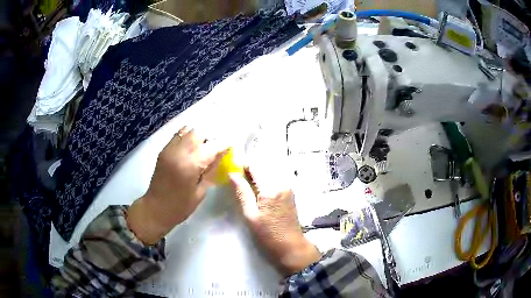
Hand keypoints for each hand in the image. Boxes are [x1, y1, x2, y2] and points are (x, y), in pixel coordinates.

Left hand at [128, 127, 226, 244]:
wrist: (155, 208)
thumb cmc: (180, 206)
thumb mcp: (200, 192)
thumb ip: (211, 170)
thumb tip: (221, 155)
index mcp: (189, 165)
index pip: (212, 146)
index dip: (224, 144)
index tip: (231, 145)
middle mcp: (178, 152)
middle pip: (199, 133)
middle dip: (210, 138)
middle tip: (216, 148)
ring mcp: (169, 149)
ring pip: (188, 130)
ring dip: (199, 136)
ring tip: (203, 147)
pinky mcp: (163, 150)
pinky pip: (178, 135)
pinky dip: (188, 137)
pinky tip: (192, 147)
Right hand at [230, 168, 320, 275]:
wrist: (291, 245)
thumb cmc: (268, 234)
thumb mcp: (250, 215)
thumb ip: (242, 192)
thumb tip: (232, 174)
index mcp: (271, 188)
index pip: (256, 166)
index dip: (244, 166)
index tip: (234, 170)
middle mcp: (282, 183)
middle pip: (264, 167)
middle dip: (251, 170)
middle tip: (239, 180)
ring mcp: (288, 187)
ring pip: (270, 172)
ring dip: (258, 175)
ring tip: (248, 186)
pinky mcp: (290, 192)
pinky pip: (276, 179)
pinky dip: (266, 180)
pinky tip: (259, 191)